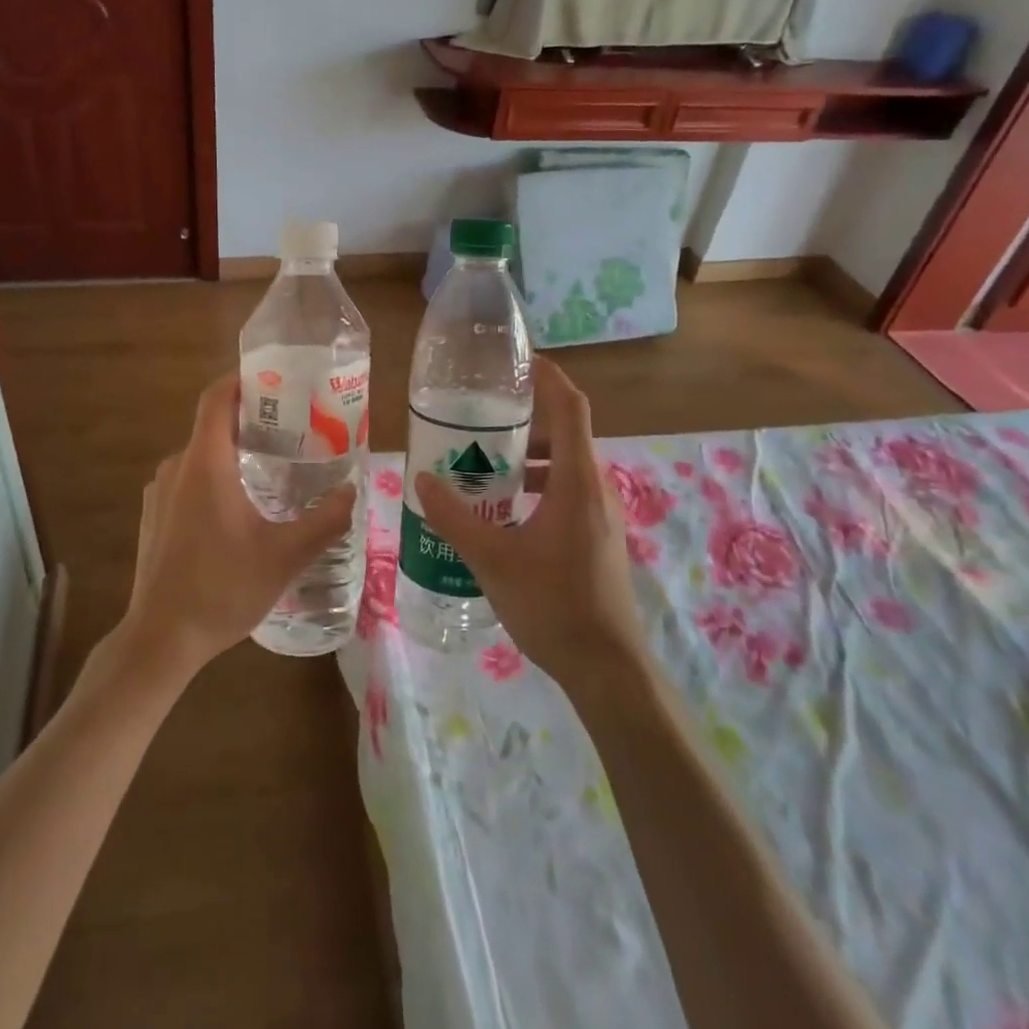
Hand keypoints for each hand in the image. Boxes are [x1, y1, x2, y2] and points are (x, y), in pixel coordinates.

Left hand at [120, 374, 355, 677]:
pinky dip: (215, 478)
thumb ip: (324, 522)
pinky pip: (188, 480)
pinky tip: (241, 510)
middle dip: (251, 421)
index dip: (241, 379)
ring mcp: (159, 493)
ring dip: (234, 453)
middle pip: (213, 425)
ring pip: (202, 456)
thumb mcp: (284, 557)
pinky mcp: (153, 516)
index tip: (275, 379)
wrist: (160, 640)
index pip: (216, 398)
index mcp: (205, 464)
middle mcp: (176, 468)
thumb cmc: (221, 590)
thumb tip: (352, 492)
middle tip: (294, 431)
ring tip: (275, 470)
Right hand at [415, 356, 646, 689]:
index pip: (570, 407)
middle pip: (564, 432)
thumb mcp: (492, 560)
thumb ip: (454, 517)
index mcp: (576, 481)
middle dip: (523, 418)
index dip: (547, 376)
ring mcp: (600, 513)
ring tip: (481, 461)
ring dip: (527, 454)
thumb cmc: (553, 606)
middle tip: (478, 417)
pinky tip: (501, 509)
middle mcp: (594, 487)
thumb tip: (421, 478)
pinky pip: (565, 490)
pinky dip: (535, 483)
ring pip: (564, 464)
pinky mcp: (596, 535)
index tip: (516, 360)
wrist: (607, 668)